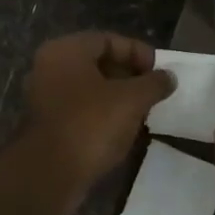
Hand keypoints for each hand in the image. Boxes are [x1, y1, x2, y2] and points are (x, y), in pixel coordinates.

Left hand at [23, 32, 174, 186]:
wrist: (49, 174)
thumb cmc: (90, 125)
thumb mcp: (131, 100)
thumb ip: (153, 84)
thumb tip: (169, 77)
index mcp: (65, 51)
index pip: (108, 39)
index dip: (138, 52)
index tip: (160, 71)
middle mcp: (49, 69)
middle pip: (97, 64)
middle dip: (129, 76)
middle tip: (154, 92)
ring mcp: (45, 98)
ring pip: (89, 90)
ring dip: (117, 98)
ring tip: (144, 112)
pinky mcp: (48, 126)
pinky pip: (81, 111)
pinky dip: (102, 116)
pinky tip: (123, 131)